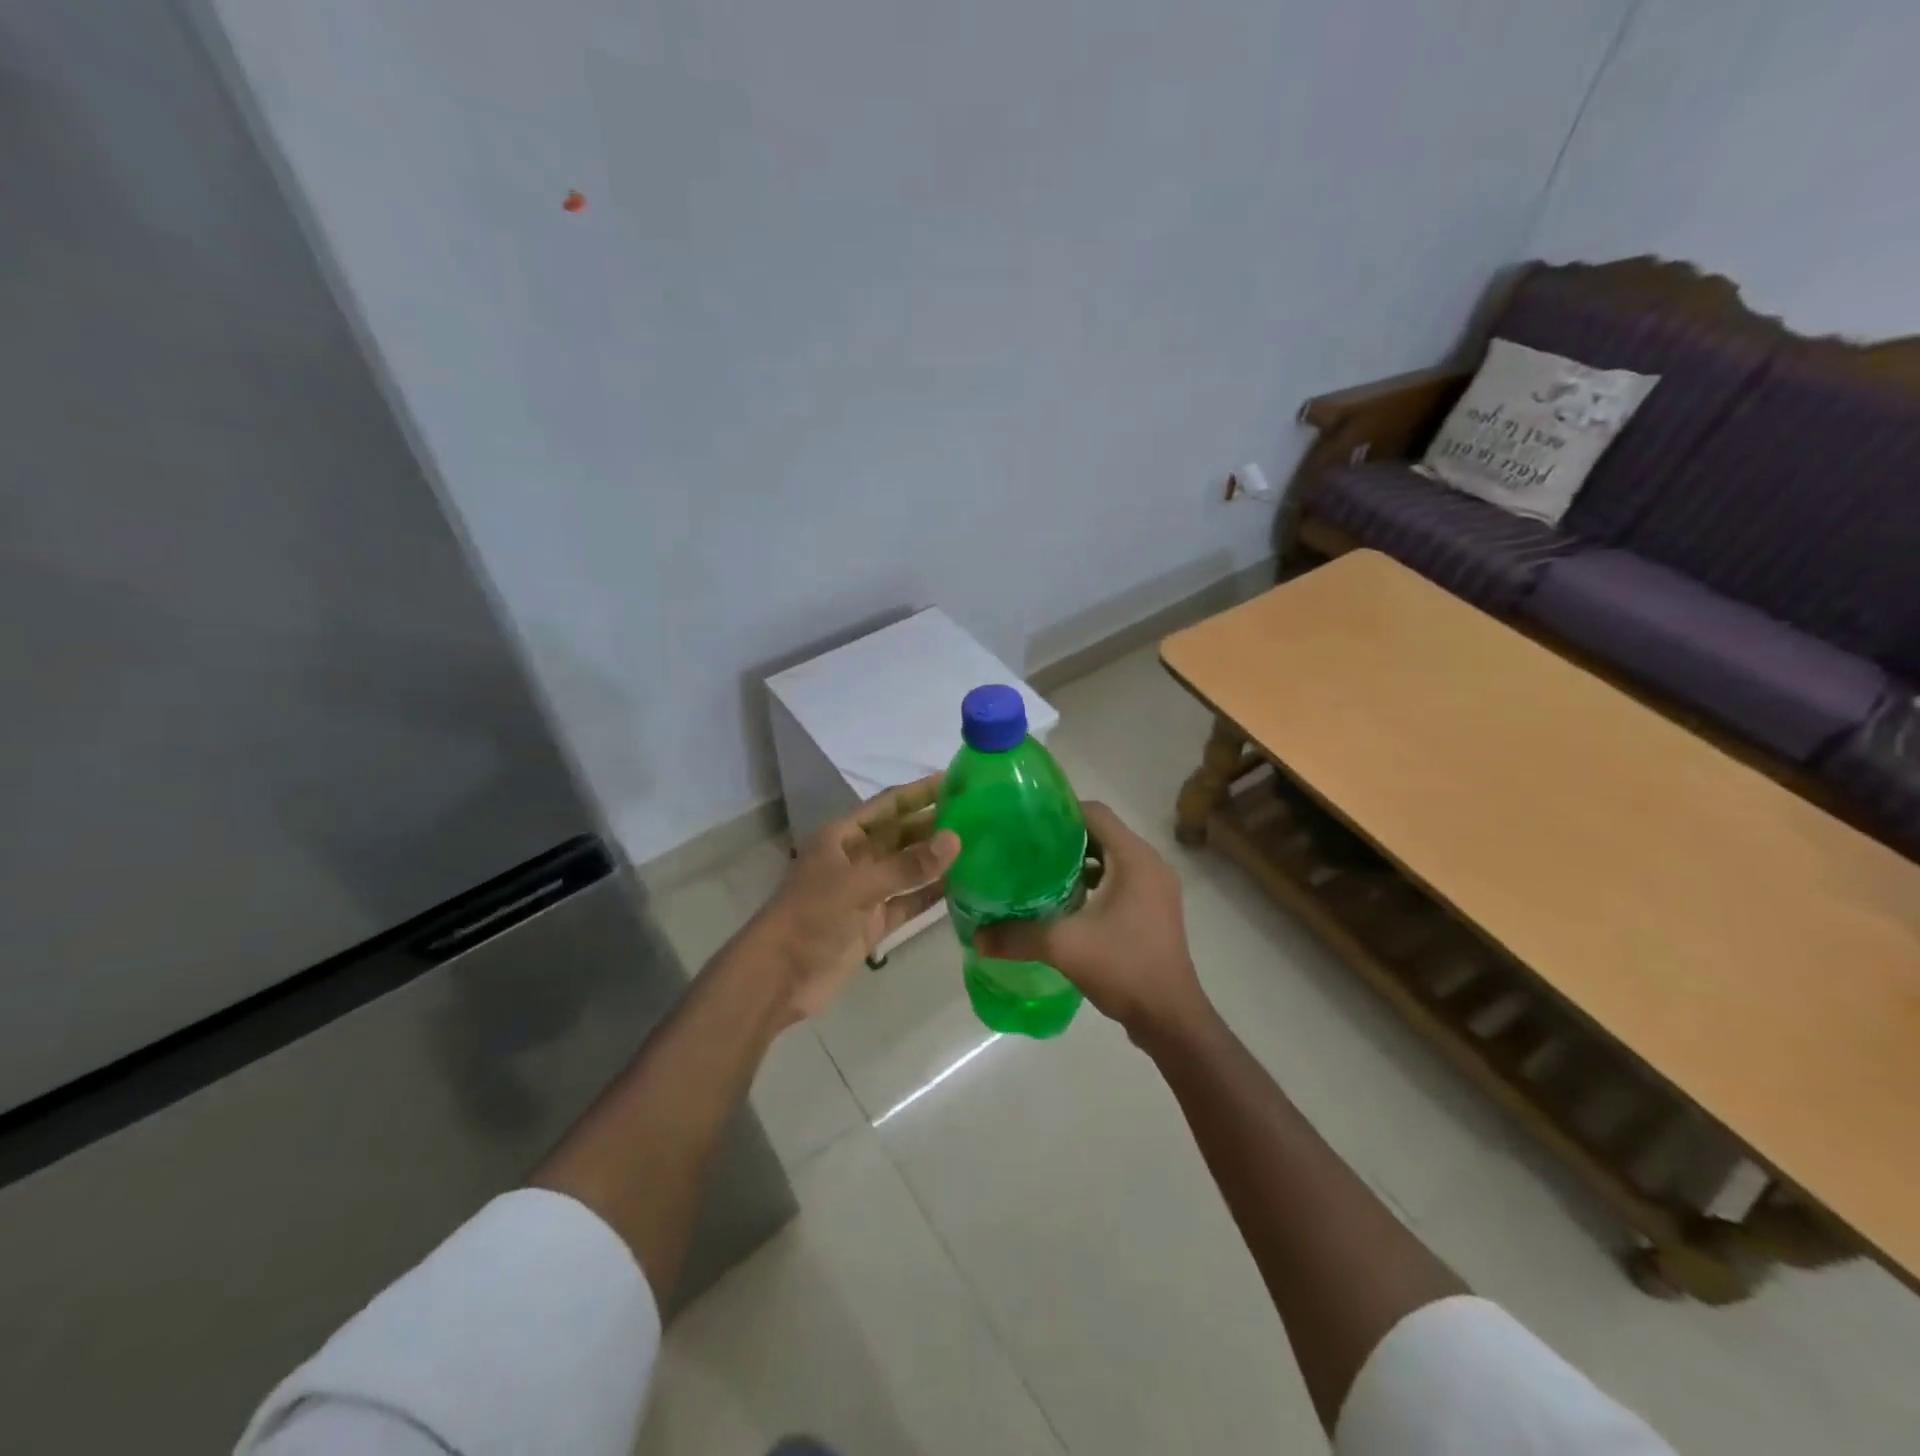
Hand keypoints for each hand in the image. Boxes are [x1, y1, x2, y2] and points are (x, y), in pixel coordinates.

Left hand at [748, 774, 959, 1023]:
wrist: (779, 977)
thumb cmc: (811, 917)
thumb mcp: (858, 885)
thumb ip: (907, 865)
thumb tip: (955, 839)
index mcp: (843, 837)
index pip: (889, 805)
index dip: (919, 792)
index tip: (956, 780)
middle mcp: (856, 859)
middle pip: (901, 834)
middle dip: (934, 824)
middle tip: (980, 814)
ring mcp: (865, 892)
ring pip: (907, 868)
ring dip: (936, 859)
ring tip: (979, 846)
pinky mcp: (873, 923)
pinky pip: (908, 902)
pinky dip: (930, 895)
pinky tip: (961, 887)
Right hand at [974, 802, 1210, 1043]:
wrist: (1171, 1018)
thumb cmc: (1124, 968)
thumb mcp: (1064, 947)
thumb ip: (1017, 936)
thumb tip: (976, 936)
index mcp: (1135, 858)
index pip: (1095, 812)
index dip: (1061, 811)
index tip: (1026, 822)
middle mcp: (1150, 864)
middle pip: (1103, 833)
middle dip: (1064, 838)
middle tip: (1026, 848)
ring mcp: (1156, 888)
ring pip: (1111, 858)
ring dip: (1079, 861)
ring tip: (1039, 873)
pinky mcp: (1154, 909)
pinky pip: (1120, 879)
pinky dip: (1094, 881)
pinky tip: (1065, 902)